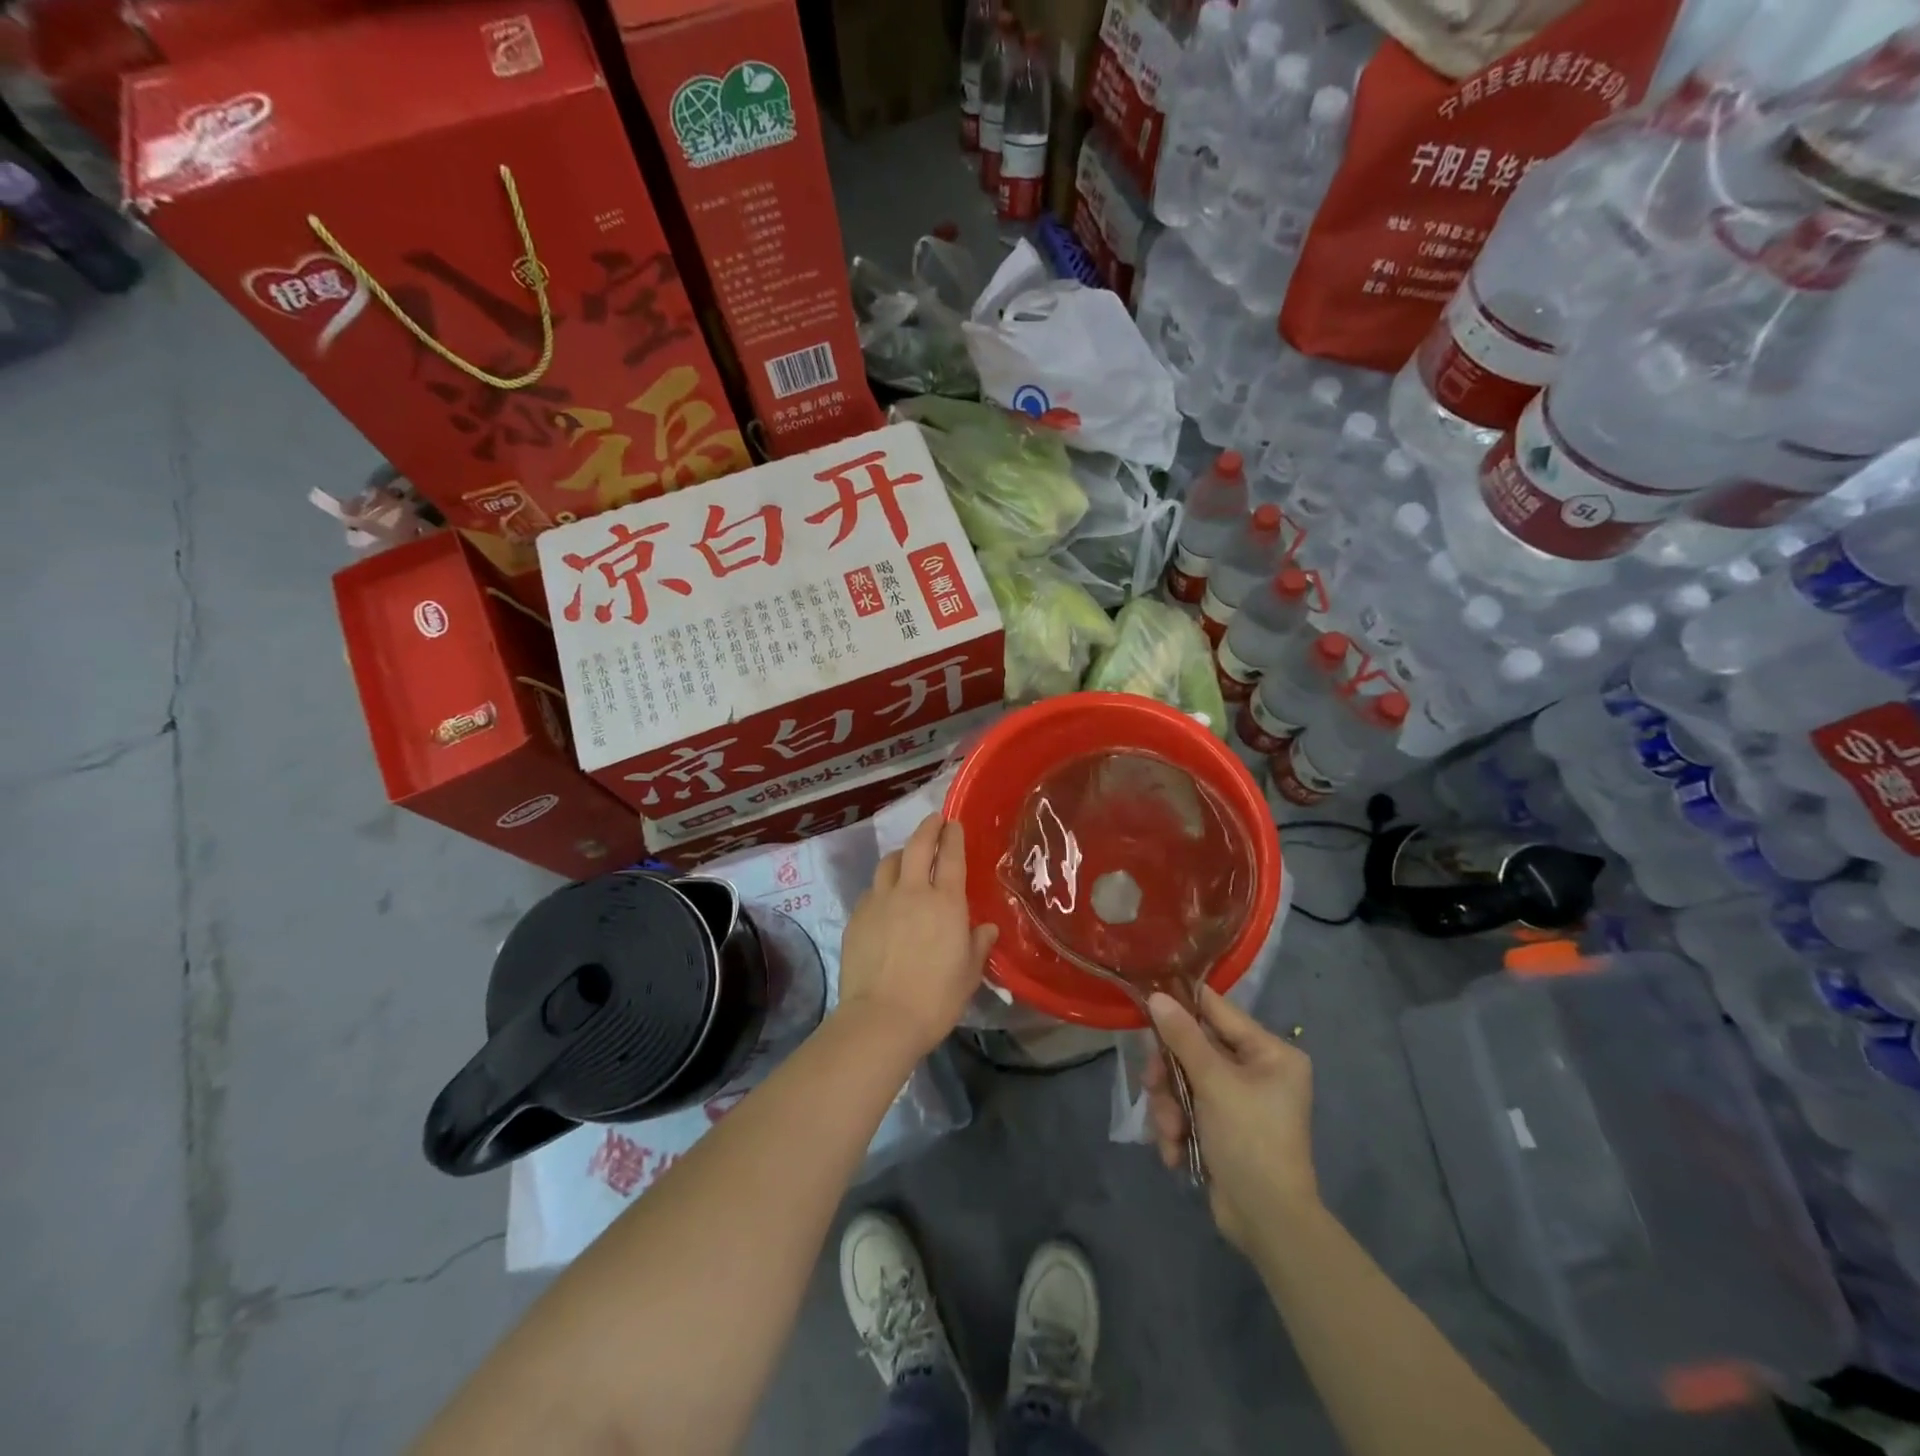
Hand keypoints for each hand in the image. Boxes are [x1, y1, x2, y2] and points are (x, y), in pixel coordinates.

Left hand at [836, 814, 997, 1056]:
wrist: (881, 1019)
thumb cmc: (935, 998)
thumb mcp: (969, 974)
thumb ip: (978, 945)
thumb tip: (986, 928)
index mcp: (946, 902)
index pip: (950, 856)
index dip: (953, 835)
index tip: (953, 823)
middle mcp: (912, 892)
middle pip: (917, 846)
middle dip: (927, 828)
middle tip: (934, 820)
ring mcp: (880, 901)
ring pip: (889, 863)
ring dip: (902, 854)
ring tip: (907, 856)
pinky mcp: (857, 917)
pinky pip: (872, 890)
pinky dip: (882, 885)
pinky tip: (885, 898)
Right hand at [1145, 987, 1318, 1251]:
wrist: (1266, 1223)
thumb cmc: (1250, 1140)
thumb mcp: (1214, 1083)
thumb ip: (1183, 1037)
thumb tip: (1157, 996)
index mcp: (1270, 1052)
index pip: (1217, 1010)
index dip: (1181, 1005)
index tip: (1145, 1002)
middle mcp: (1256, 1071)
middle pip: (1193, 1049)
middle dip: (1170, 1074)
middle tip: (1153, 1086)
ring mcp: (1237, 1101)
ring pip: (1183, 1081)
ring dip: (1169, 1107)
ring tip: (1171, 1133)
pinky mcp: (1220, 1127)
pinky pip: (1186, 1109)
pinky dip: (1176, 1129)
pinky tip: (1177, 1152)